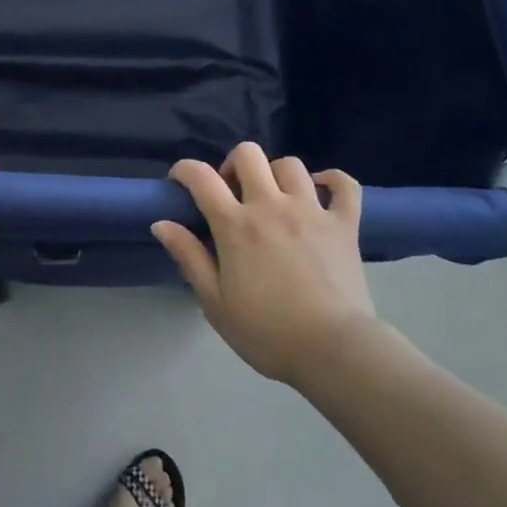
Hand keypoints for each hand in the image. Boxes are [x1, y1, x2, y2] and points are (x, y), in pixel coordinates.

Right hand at [153, 142, 378, 386]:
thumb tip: (161, 223)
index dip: (185, 170)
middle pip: (248, 154)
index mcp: (236, 225)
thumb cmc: (268, 333)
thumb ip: (189, 258)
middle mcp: (271, 205)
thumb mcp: (215, 303)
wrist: (334, 352)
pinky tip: (321, 190)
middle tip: (232, 194)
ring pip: (290, 165)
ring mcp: (311, 210)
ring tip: (274, 198)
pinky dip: (333, 180)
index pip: (201, 177)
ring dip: (275, 174)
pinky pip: (344, 185)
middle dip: (233, 165)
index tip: (180, 182)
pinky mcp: (345, 224)